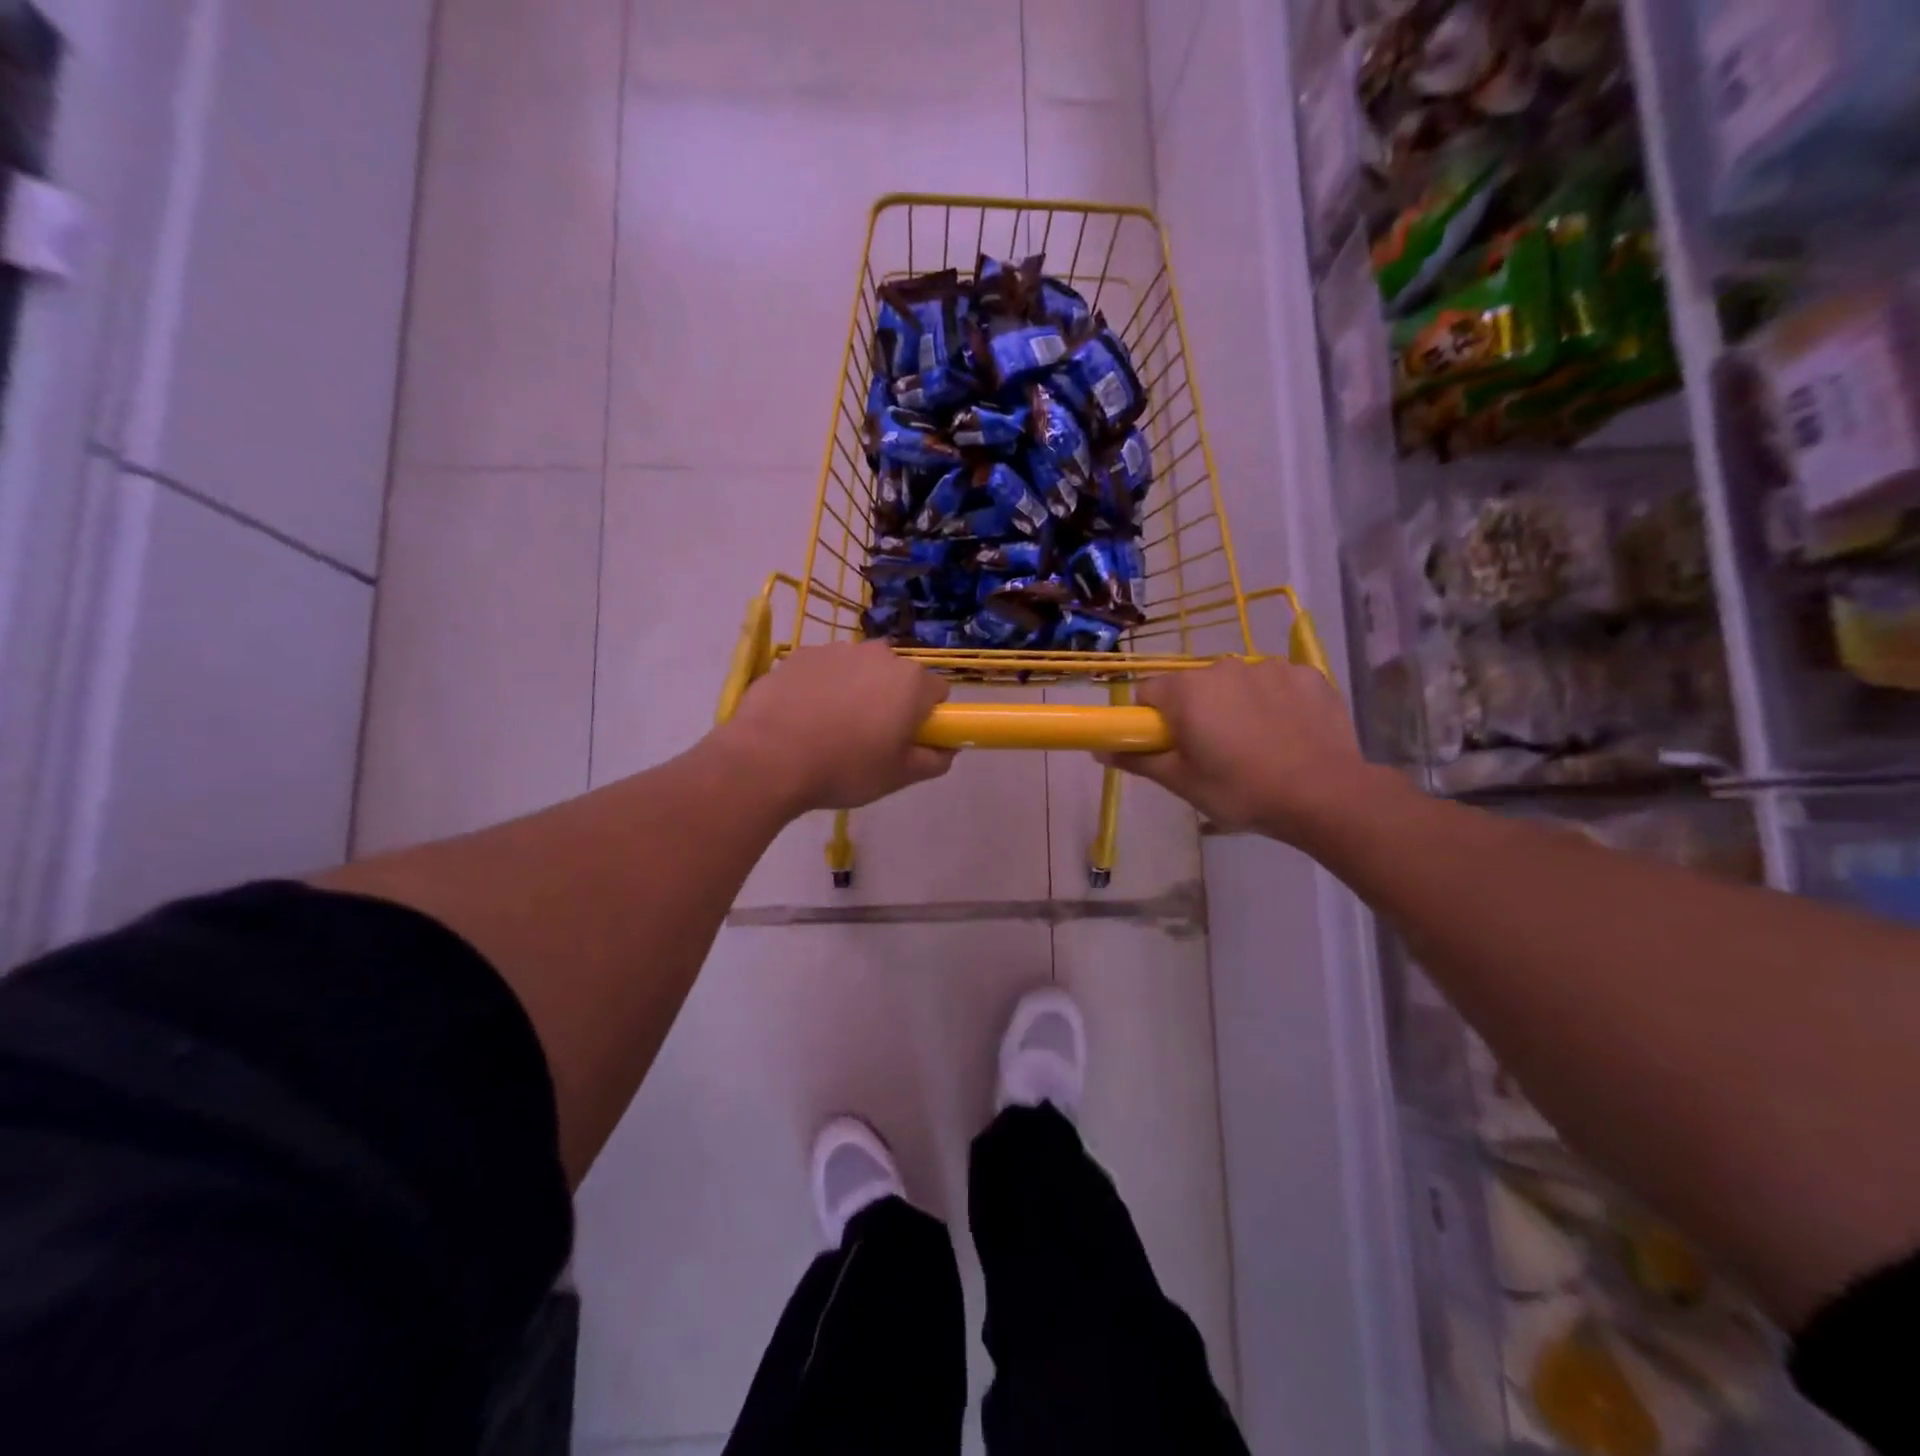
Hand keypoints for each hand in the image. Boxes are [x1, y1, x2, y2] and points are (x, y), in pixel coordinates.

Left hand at [715, 641, 956, 814]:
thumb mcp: (900, 777)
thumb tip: (949, 748)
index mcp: (911, 682)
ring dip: (855, 691)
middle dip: (890, 700)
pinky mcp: (800, 655)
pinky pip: (824, 670)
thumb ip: (935, 760)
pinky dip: (821, 688)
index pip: (937, 692)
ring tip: (829, 729)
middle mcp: (879, 654)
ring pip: (859, 670)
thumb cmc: (845, 768)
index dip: (927, 718)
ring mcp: (837, 650)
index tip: (906, 740)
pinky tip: (803, 717)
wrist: (768, 757)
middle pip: (897, 676)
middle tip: (868, 738)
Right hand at [1105, 658, 1368, 842]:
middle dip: (1195, 712)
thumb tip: (1099, 750)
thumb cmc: (1241, 790)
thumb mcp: (1182, 783)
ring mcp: (1269, 666)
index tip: (1167, 746)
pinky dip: (1274, 702)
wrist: (1326, 794)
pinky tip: (1287, 733)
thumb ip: (1138, 760)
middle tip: (1212, 753)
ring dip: (1235, 706)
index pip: (1148, 692)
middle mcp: (1223, 667)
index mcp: (1187, 691)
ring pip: (1235, 684)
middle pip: (1193, 686)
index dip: (1151, 720)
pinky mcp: (1306, 674)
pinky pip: (1276, 683)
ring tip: (1256, 746)